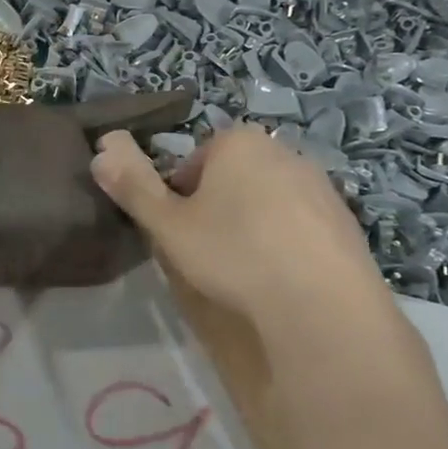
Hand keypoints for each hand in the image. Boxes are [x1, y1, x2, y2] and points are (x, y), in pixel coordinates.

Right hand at [89, 126, 389, 326]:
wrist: (322, 306)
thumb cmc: (233, 254)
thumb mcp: (167, 224)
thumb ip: (132, 185)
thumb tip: (101, 148)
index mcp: (237, 142)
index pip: (192, 161)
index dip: (177, 196)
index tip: (178, 230)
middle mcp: (283, 150)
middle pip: (231, 176)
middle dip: (215, 206)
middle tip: (206, 250)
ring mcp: (321, 185)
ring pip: (266, 200)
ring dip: (250, 225)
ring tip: (242, 269)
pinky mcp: (346, 220)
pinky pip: (299, 225)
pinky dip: (285, 243)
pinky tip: (279, 278)